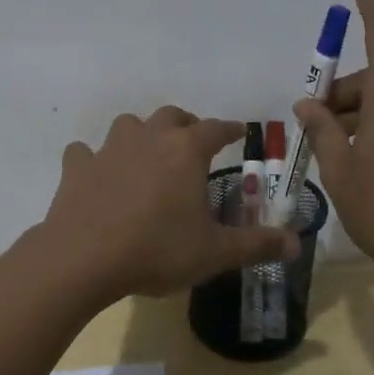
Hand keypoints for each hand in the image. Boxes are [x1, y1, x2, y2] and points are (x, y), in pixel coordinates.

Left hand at [39, 107, 298, 302]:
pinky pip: (86, 152)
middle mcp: (149, 138)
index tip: (239, 131)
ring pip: (129, 125)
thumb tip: (296, 244)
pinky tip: (97, 173)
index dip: (230, 130)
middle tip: (194, 143)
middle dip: (187, 125)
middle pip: (172, 116)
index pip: (215, 129)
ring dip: (142, 134)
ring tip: (148, 155)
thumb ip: (256, 245)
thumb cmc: (156, 250)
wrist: (83, 258)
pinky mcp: (78, 167)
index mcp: (185, 151)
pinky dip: (93, 159)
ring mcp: (109, 149)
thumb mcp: (214, 253)